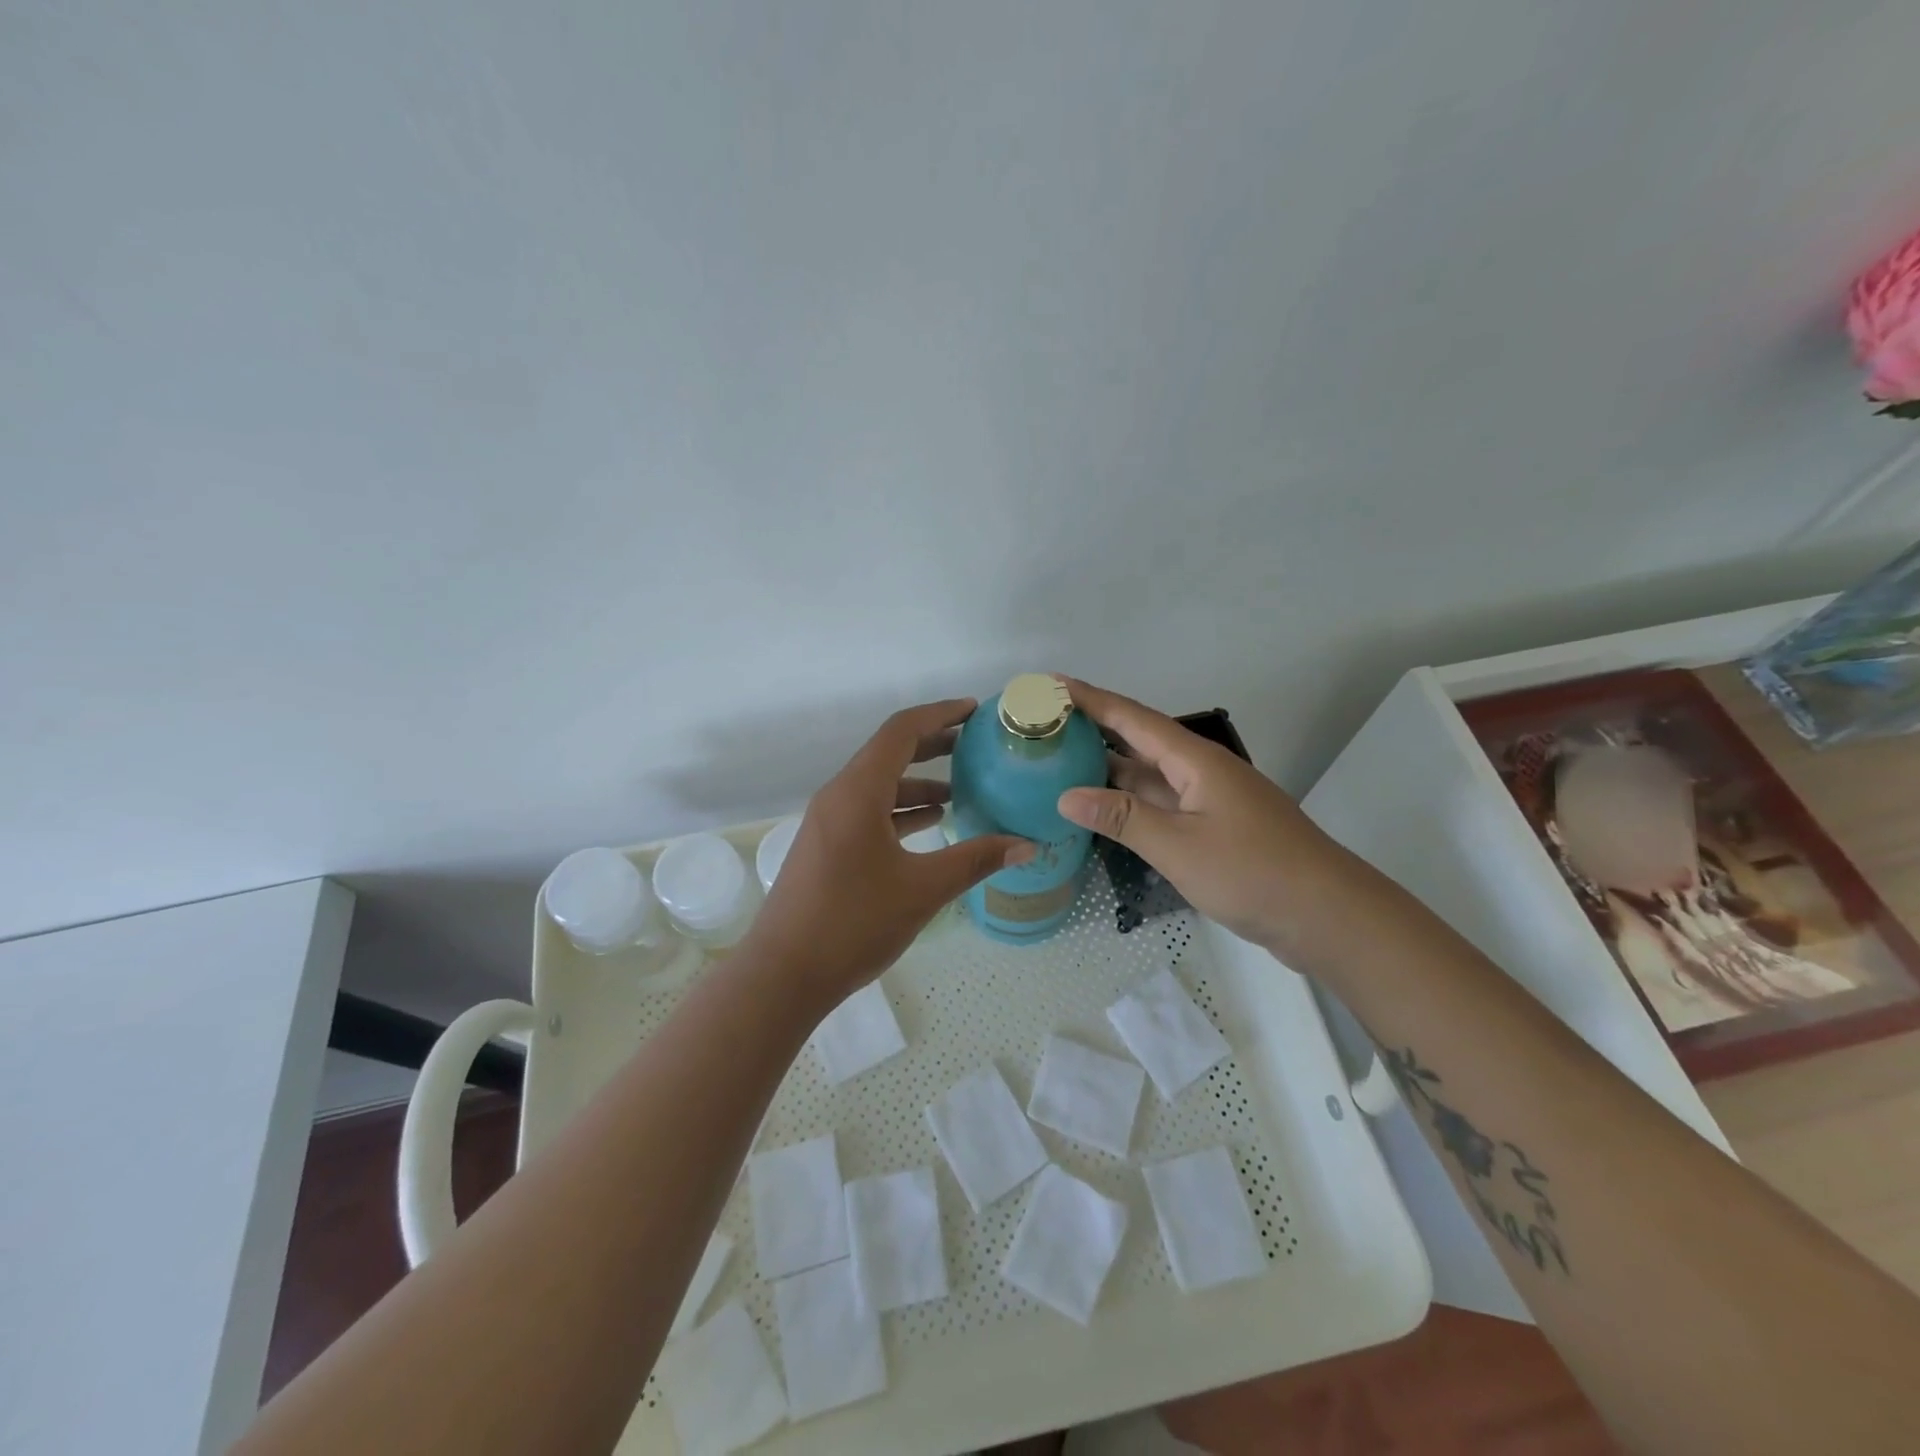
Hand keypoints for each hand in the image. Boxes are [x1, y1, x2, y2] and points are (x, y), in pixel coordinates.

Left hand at [743, 698, 1033, 1008]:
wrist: (783, 974)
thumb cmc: (853, 923)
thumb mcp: (923, 889)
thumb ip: (976, 860)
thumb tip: (1027, 845)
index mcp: (858, 792)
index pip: (901, 731)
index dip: (940, 714)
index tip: (974, 712)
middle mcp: (839, 796)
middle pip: (889, 753)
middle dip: (933, 745)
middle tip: (975, 746)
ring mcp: (828, 822)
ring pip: (878, 785)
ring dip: (918, 783)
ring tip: (961, 792)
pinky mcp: (826, 846)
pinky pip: (867, 811)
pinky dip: (900, 810)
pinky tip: (930, 826)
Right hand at [1055, 677, 1357, 955]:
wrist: (1327, 915)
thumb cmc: (1253, 872)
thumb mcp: (1179, 846)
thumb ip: (1123, 818)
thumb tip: (1065, 795)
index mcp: (1194, 761)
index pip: (1132, 718)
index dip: (1091, 699)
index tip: (1050, 684)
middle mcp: (1199, 771)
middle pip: (1138, 740)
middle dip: (1093, 728)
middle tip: (1044, 725)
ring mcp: (1208, 800)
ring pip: (1149, 774)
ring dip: (1108, 766)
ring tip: (1060, 761)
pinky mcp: (1213, 828)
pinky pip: (1161, 803)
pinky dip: (1129, 802)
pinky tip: (1104, 810)